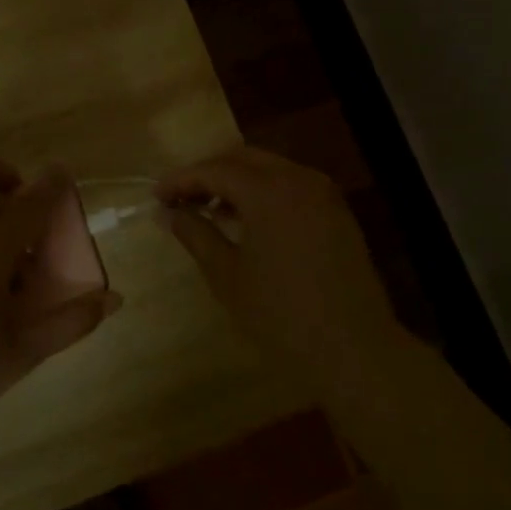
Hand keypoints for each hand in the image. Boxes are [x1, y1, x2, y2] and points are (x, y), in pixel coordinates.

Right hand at [157, 147, 396, 366]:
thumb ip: (196, 234)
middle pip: (243, 159)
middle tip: (181, 199)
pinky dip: (264, 193)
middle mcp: (298, 179)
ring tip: (210, 210)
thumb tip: (168, 213)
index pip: (215, 170)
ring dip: (237, 181)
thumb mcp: (227, 276)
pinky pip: (292, 186)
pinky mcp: (337, 212)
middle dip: (209, 173)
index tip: (156, 196)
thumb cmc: (281, 315)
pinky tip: (248, 220)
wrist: (354, 350)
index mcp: (269, 190)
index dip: (181, 179)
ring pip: (270, 169)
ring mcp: (323, 194)